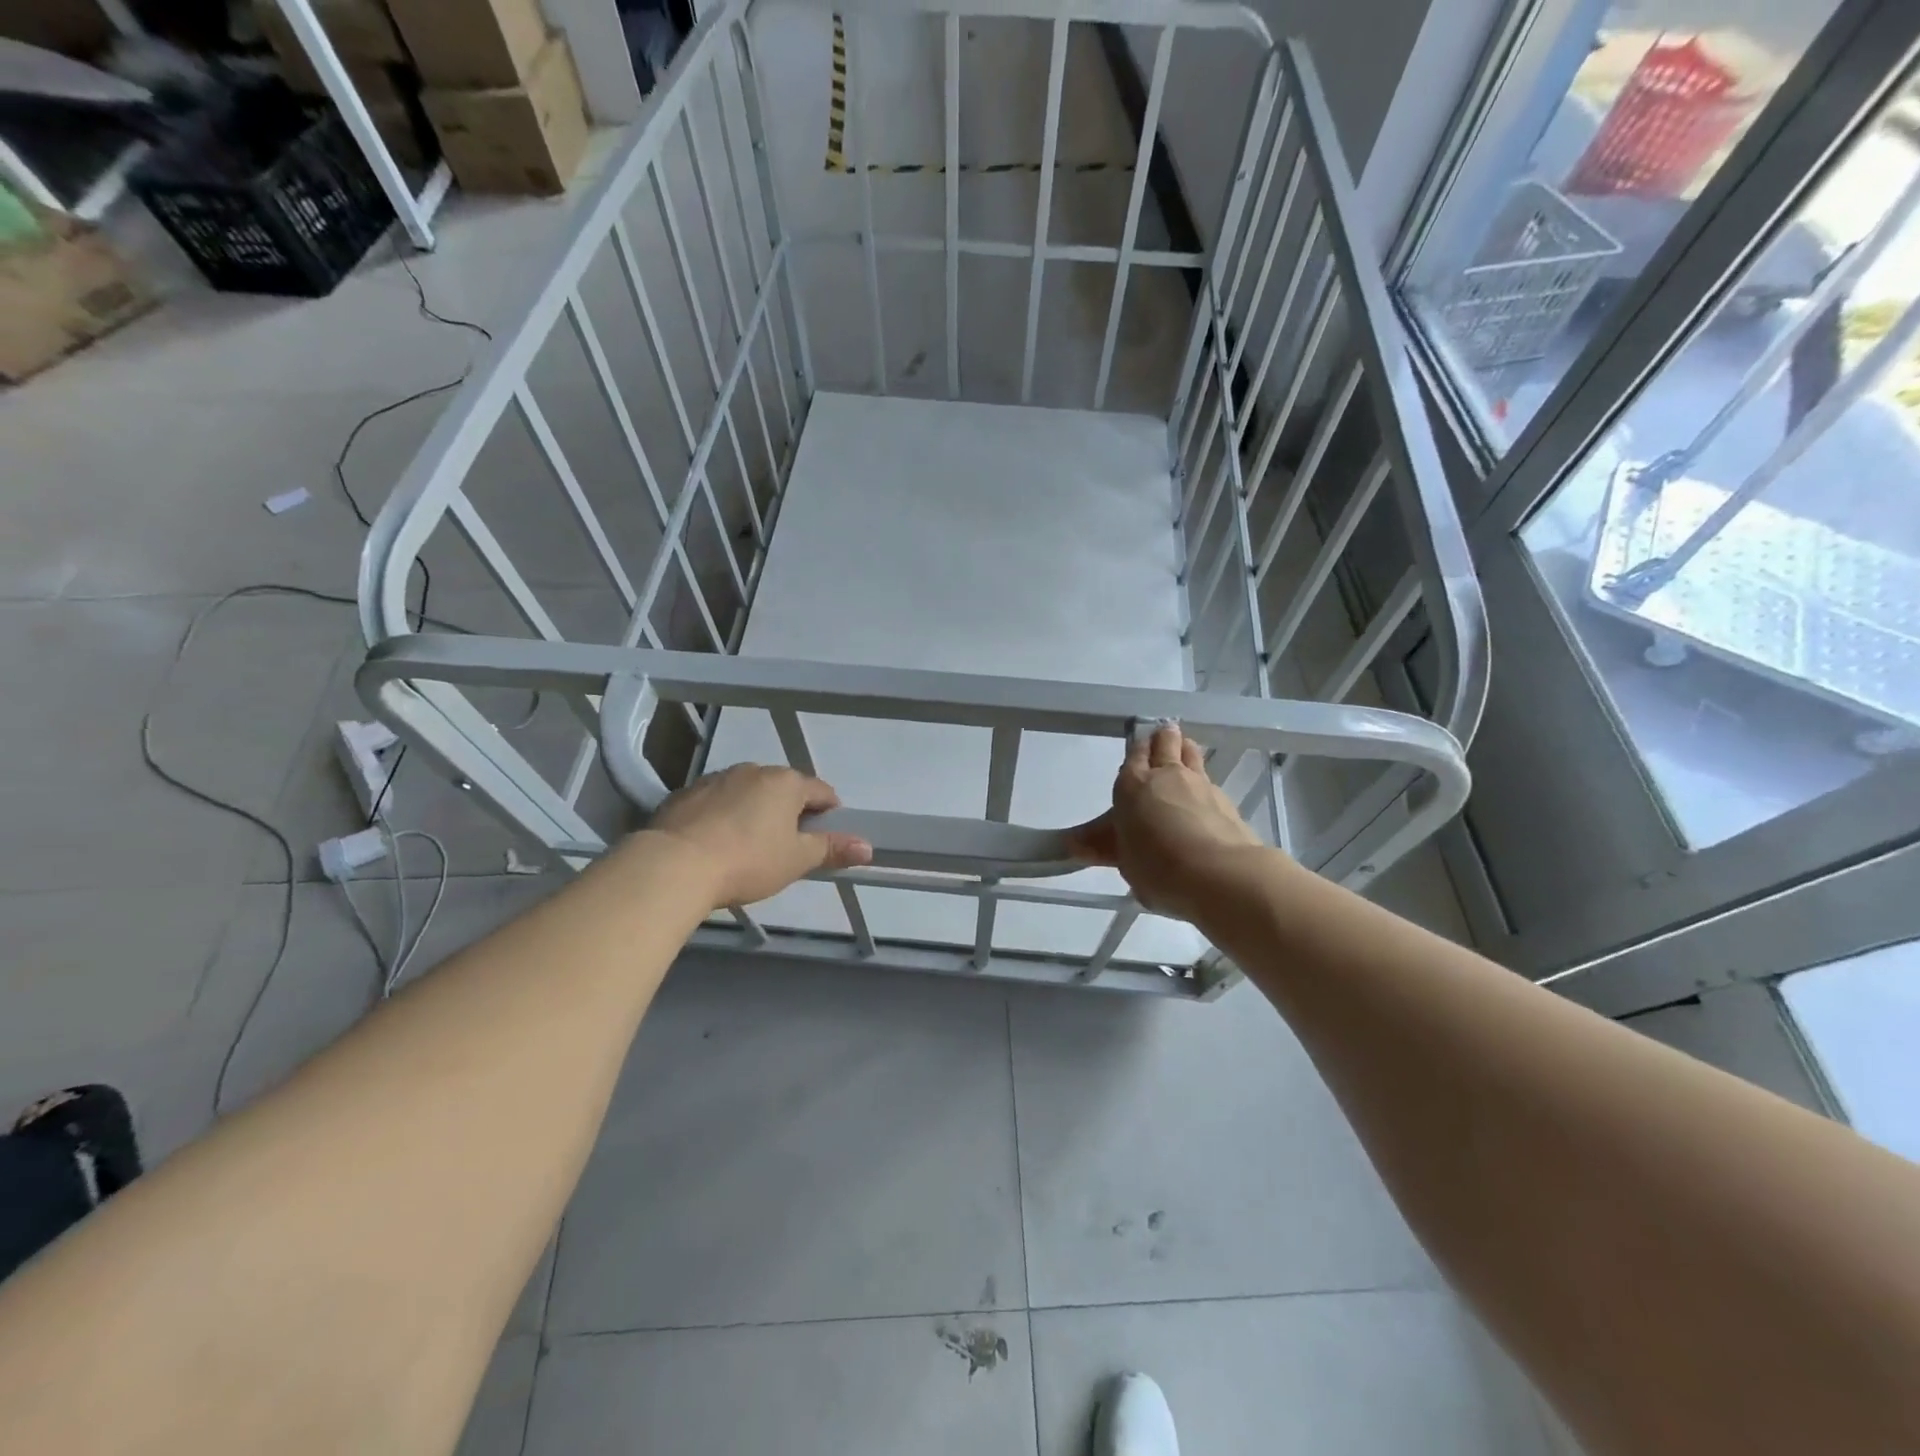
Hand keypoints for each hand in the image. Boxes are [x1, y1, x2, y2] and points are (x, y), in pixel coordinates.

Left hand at [643, 765, 872, 909]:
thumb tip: (868, 847)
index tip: (824, 838)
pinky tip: (715, 843)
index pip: (821, 791)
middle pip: (782, 789)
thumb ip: (832, 850)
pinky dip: (721, 816)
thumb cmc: (748, 860)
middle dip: (788, 812)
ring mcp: (716, 779)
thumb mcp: (796, 860)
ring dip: (753, 811)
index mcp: (786, 783)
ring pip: (747, 792)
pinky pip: (715, 801)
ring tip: (747, 846)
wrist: (674, 864)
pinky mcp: (685, 793)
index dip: (828, 814)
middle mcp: (753, 771)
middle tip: (785, 847)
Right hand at [1071, 723, 1265, 922]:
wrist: (1219, 875)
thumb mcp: (1124, 861)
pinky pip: (1211, 781)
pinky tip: (1204, 800)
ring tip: (1184, 755)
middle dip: (1163, 738)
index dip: (1137, 750)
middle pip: (1166, 742)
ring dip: (1186, 751)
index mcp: (1133, 785)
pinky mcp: (1227, 801)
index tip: (1139, 750)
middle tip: (1162, 739)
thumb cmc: (1158, 867)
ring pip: (1192, 753)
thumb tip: (1070, 843)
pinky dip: (1205, 785)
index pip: (1135, 754)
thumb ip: (1103, 847)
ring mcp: (1201, 784)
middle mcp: (1167, 775)